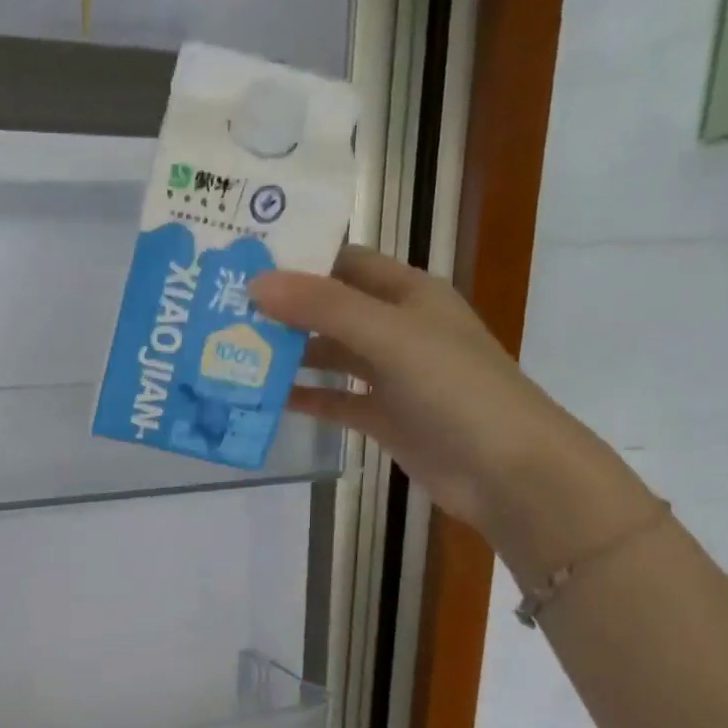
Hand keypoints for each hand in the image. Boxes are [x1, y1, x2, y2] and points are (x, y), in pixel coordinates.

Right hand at [255, 246, 649, 578]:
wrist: (503, 468)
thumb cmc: (454, 389)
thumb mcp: (389, 336)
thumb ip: (324, 309)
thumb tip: (256, 284)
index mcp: (409, 294)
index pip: (345, 262)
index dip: (299, 259)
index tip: (244, 262)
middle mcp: (398, 328)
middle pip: (332, 310)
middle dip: (284, 310)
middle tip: (224, 311)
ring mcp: (391, 376)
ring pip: (330, 357)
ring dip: (290, 356)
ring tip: (234, 354)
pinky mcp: (384, 417)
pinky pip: (336, 401)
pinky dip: (306, 398)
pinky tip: (266, 399)